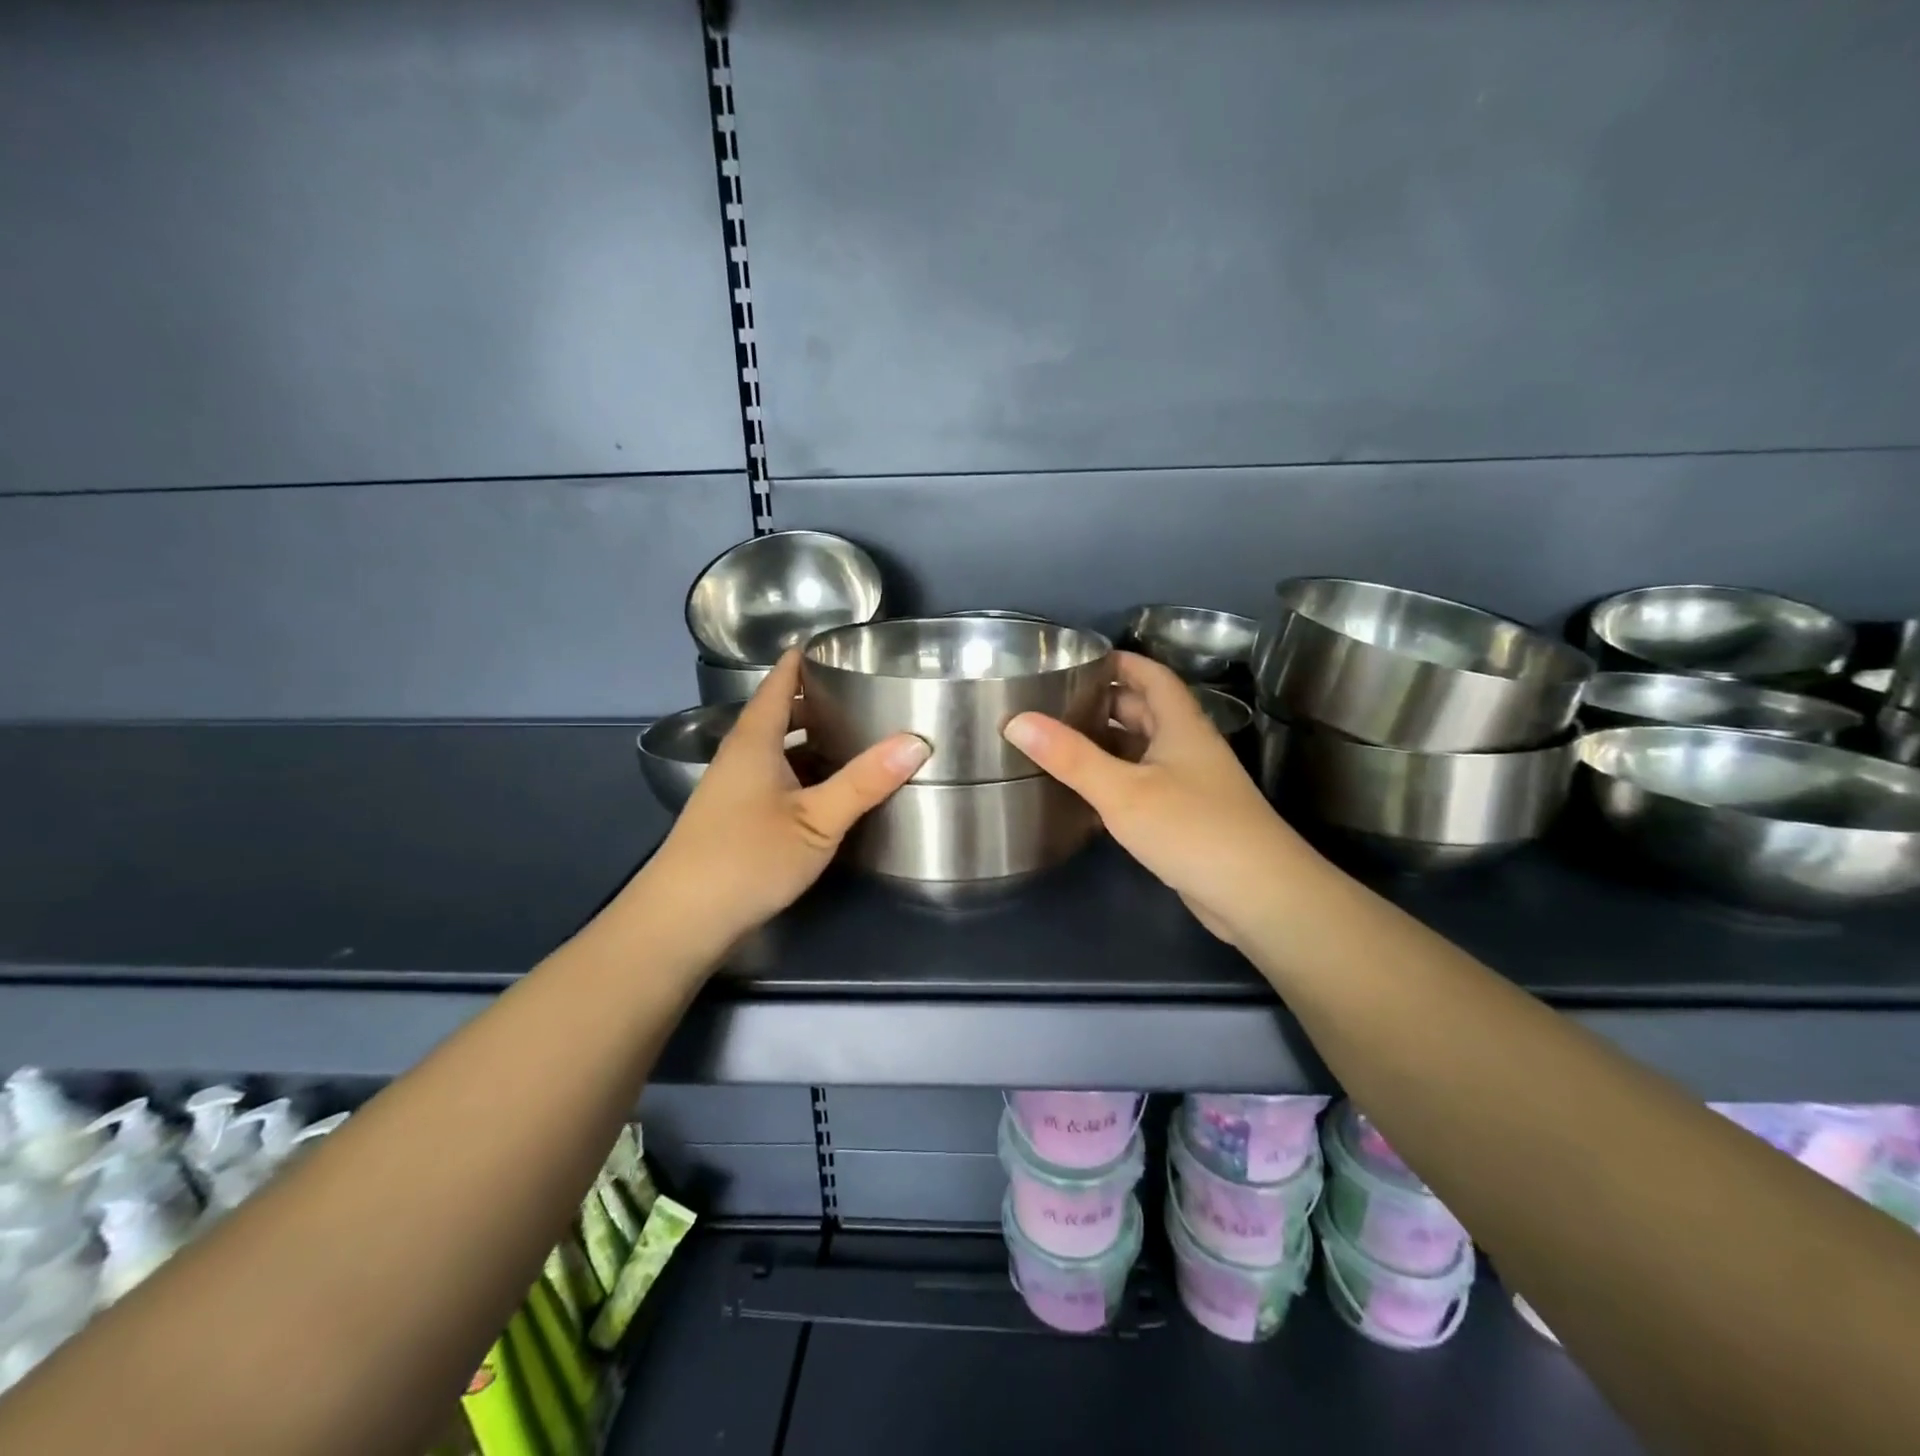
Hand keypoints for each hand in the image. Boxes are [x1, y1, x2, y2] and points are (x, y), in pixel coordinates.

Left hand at [642, 651, 928, 948]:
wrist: (682, 919)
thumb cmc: (748, 857)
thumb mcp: (817, 820)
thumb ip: (865, 781)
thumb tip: (917, 741)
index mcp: (754, 743)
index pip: (777, 686)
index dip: (799, 663)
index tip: (830, 646)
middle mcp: (739, 758)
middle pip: (776, 717)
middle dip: (812, 703)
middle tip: (858, 694)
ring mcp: (732, 791)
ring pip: (775, 752)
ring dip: (808, 741)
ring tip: (851, 737)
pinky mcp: (733, 821)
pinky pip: (773, 780)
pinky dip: (801, 773)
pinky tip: (825, 790)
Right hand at [1004, 651, 1323, 949]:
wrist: (1258, 895)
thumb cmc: (1193, 829)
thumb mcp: (1123, 790)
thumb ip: (1070, 757)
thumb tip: (1016, 720)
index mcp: (1180, 724)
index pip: (1150, 675)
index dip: (1117, 662)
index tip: (1076, 660)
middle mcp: (1187, 746)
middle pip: (1144, 711)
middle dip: (1103, 703)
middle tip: (1052, 704)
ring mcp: (1190, 783)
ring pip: (1142, 750)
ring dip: (1106, 744)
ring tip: (1057, 743)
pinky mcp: (1186, 817)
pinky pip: (1144, 784)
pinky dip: (1115, 780)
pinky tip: (1084, 792)